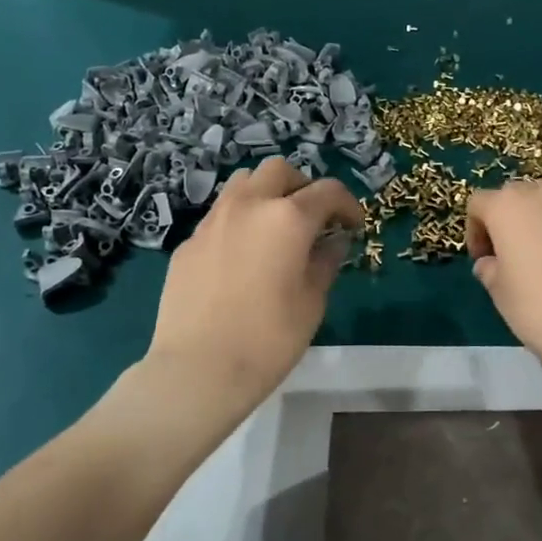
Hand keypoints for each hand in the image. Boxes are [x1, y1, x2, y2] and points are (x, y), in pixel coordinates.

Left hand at [147, 157, 363, 403]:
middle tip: (313, 218)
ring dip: (266, 194)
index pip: (327, 191)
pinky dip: (240, 222)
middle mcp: (248, 206)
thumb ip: (326, 262)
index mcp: (287, 218)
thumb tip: (334, 241)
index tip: (353, 226)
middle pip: (279, 171)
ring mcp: (212, 221)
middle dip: (302, 187)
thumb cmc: (269, 338)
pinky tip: (243, 257)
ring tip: (275, 228)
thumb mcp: (312, 302)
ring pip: (243, 184)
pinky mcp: (188, 243)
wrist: (198, 368)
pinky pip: (220, 216)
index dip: (347, 205)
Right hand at [464, 180, 541, 369]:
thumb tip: (492, 263)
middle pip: (518, 196)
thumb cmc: (540, 309)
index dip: (475, 230)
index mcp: (509, 206)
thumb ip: (489, 269)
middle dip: (510, 220)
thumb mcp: (500, 293)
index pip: (479, 203)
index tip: (483, 259)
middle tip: (512, 255)